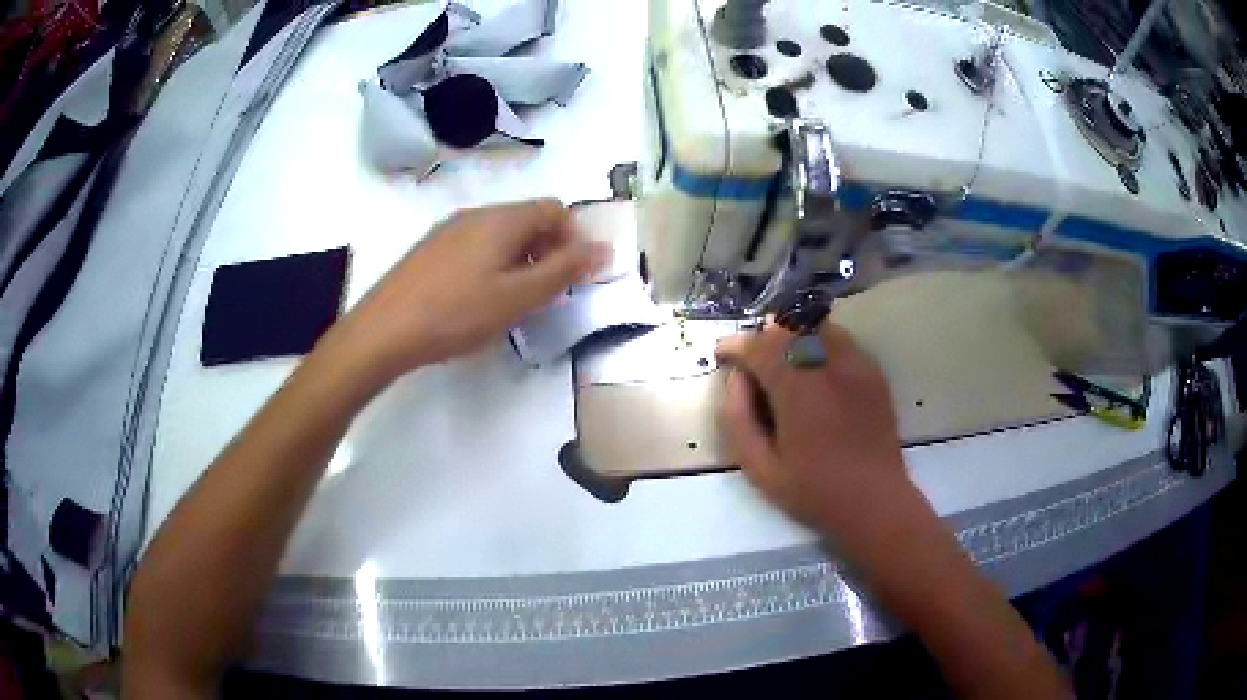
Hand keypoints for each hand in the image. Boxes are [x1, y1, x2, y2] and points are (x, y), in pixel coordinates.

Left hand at [324, 199, 607, 384]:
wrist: (383, 330)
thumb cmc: (456, 313)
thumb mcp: (518, 297)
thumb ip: (564, 271)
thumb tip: (604, 248)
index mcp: (502, 219)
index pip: (555, 209)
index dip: (573, 239)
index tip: (571, 277)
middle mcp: (476, 214)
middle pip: (528, 219)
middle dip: (548, 250)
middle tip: (545, 293)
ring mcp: (449, 230)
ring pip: (501, 234)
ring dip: (520, 259)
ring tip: (512, 300)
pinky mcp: (430, 249)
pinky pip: (476, 245)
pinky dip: (492, 264)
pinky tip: (478, 299)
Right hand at [715, 321, 910, 534]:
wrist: (874, 500)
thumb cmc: (813, 490)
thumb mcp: (759, 468)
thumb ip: (737, 419)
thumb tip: (736, 379)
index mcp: (796, 389)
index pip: (759, 346)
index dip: (736, 345)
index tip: (722, 354)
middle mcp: (827, 365)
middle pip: (787, 330)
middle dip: (761, 338)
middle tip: (749, 360)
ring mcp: (855, 365)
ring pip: (815, 327)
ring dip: (791, 335)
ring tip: (780, 357)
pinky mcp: (872, 372)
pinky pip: (840, 340)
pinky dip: (819, 342)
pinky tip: (813, 367)